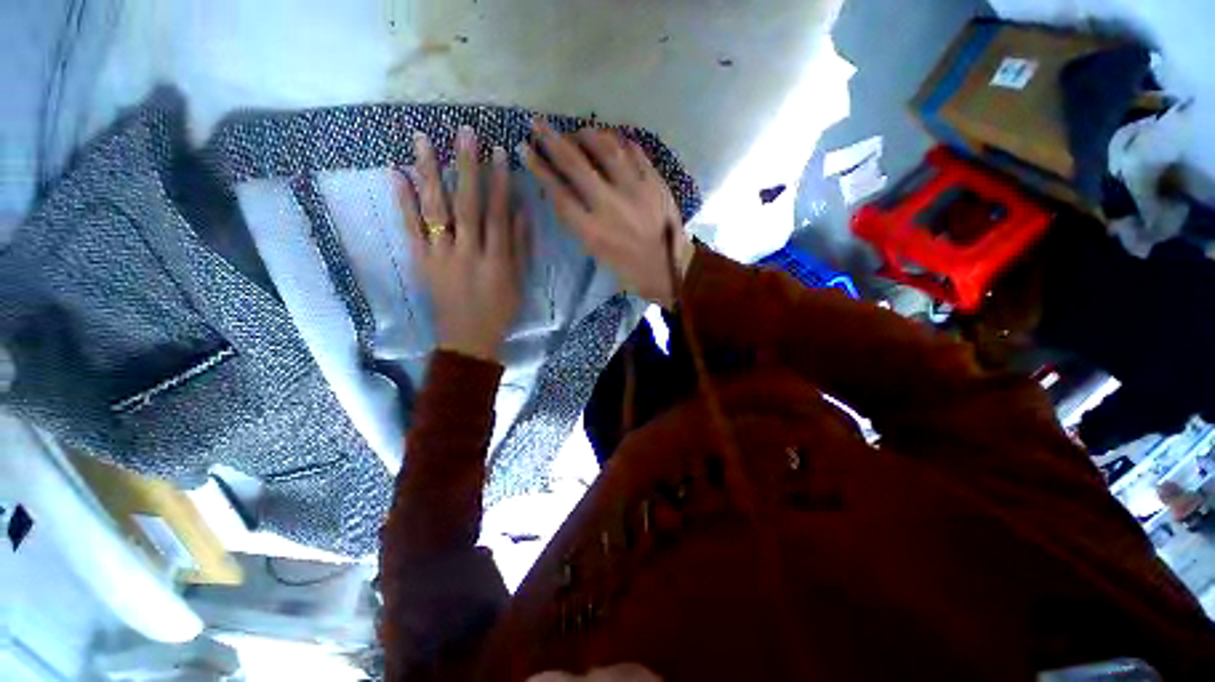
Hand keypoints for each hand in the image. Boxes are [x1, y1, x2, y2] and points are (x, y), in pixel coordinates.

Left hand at [398, 127, 529, 361]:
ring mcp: (440, 256)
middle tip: (464, 132)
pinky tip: (397, 174)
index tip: (499, 152)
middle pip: (467, 205)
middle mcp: (468, 253)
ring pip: (435, 211)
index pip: (498, 214)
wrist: (469, 338)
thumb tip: (521, 209)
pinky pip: (411, 229)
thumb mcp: (519, 281)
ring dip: (429, 174)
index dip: (500, 183)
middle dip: (467, 167)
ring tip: (422, 140)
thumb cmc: (501, 310)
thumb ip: (521, 246)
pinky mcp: (420, 262)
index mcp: (497, 260)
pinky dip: (403, 202)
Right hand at [521, 119, 694, 307]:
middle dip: (552, 140)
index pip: (558, 191)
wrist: (669, 269)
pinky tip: (611, 137)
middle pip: (575, 164)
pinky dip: (619, 141)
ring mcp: (635, 190)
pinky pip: (635, 152)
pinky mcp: (655, 182)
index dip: (539, 168)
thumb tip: (561, 192)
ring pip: (606, 149)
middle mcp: (610, 205)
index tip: (524, 149)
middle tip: (537, 124)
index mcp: (592, 230)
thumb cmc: (628, 268)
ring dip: (587, 134)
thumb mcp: (596, 253)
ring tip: (577, 130)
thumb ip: (578, 223)